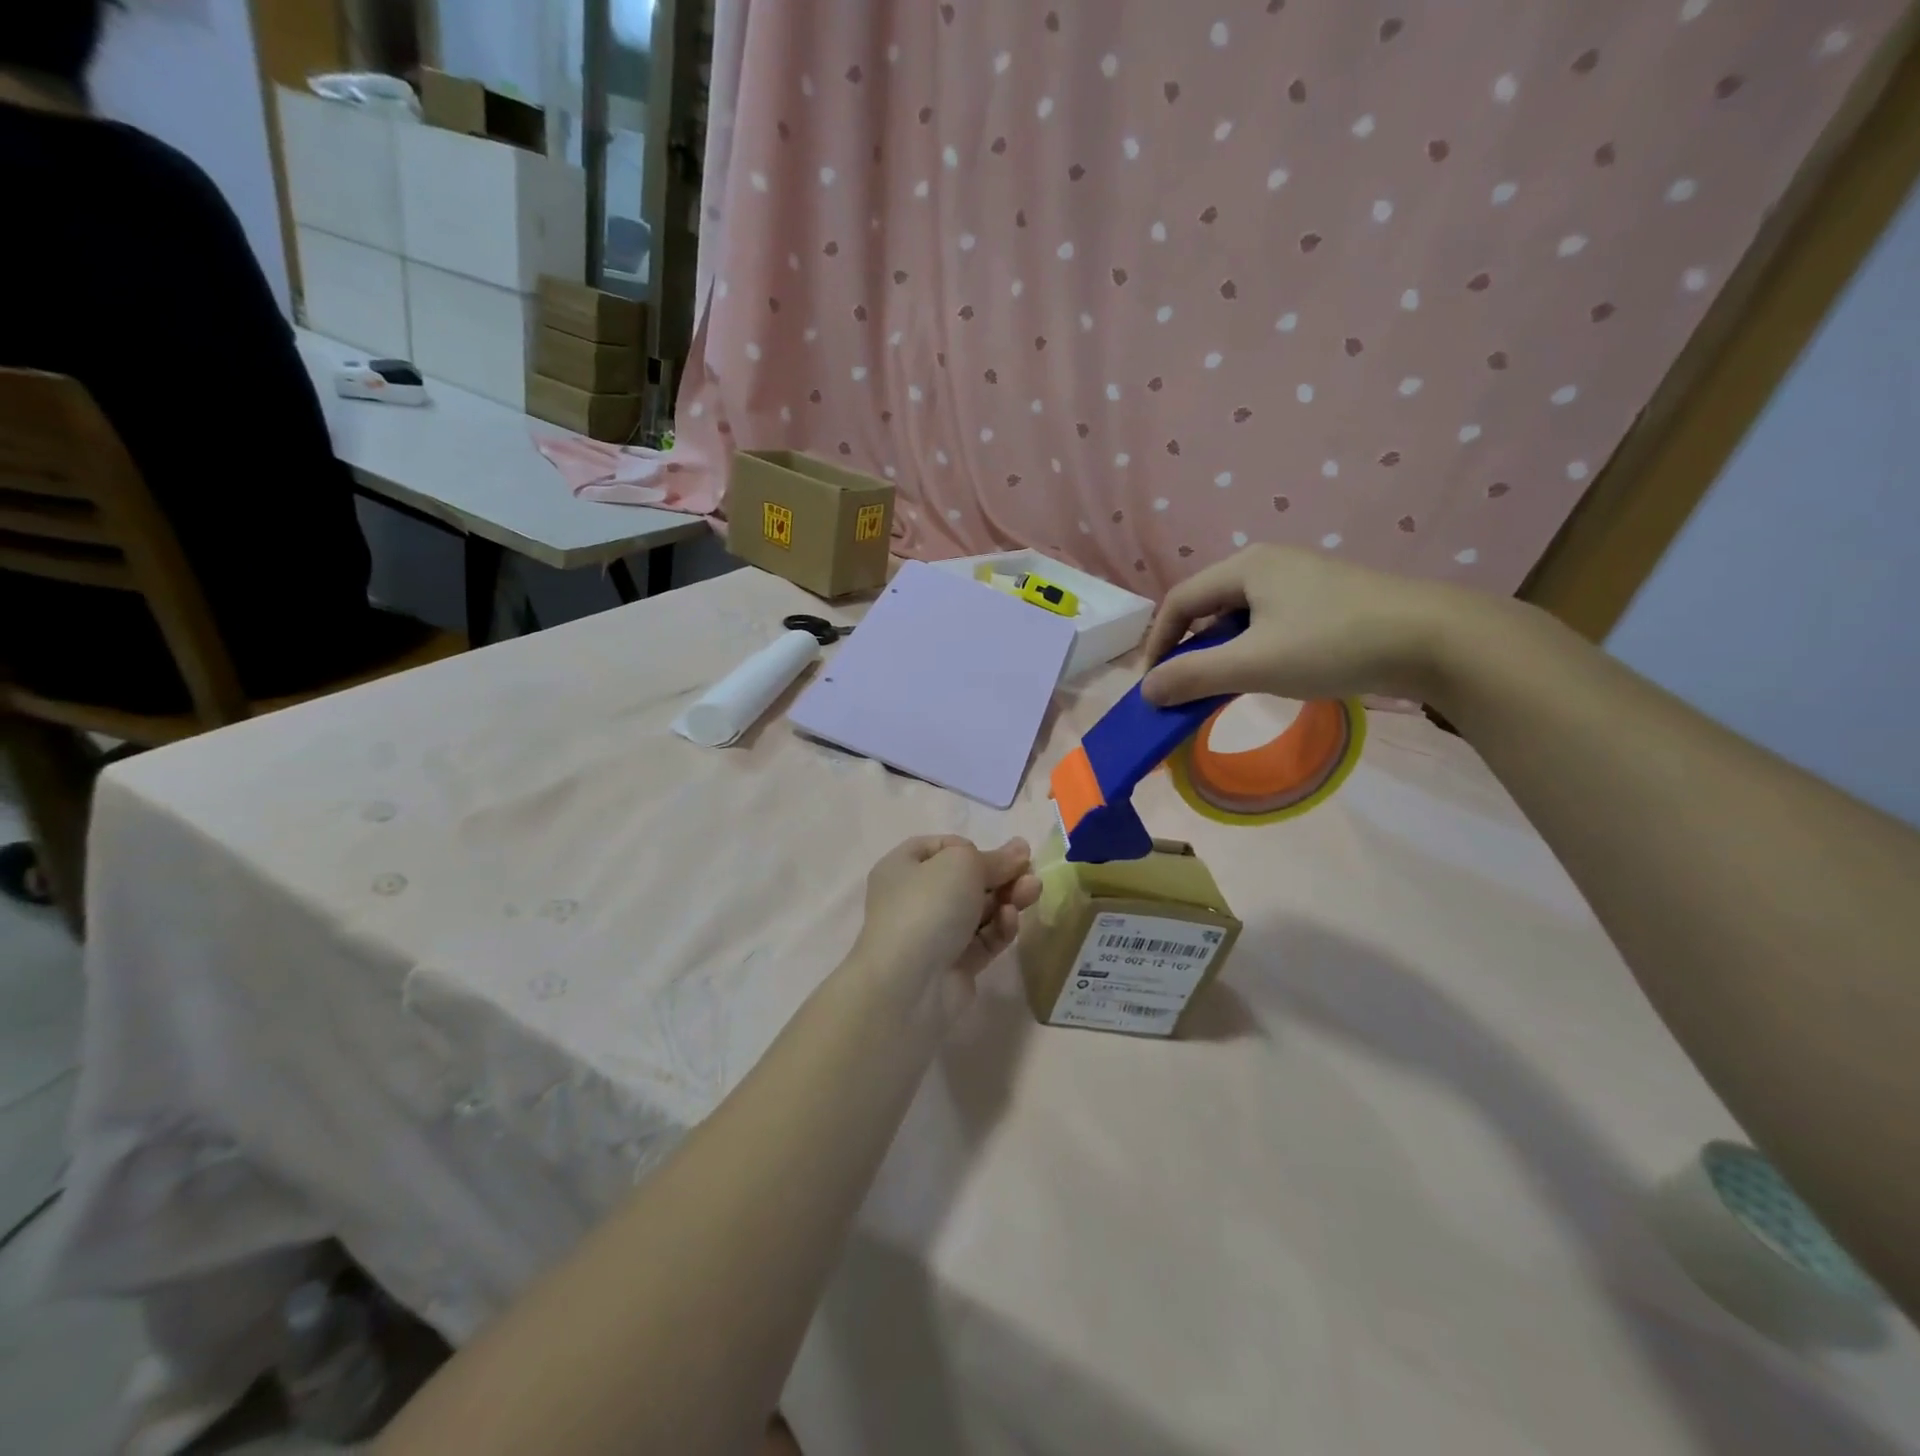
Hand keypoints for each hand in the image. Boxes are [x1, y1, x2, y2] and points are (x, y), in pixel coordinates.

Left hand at [852, 836, 1040, 986]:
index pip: (941, 849)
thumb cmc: (927, 906)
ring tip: (1033, 890)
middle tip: (1031, 872)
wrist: (908, 985)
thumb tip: (1020, 849)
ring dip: (1007, 898)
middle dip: (1000, 874)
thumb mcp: (962, 864)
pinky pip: (982, 940)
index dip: (971, 848)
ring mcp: (934, 935)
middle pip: (966, 880)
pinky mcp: (954, 965)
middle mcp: (915, 899)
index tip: (997, 854)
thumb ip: (995, 858)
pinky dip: (999, 927)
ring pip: (978, 910)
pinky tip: (1010, 919)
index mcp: (903, 868)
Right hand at [1140, 544, 1468, 706]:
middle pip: (1208, 606)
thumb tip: (1146, 690)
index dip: (1157, 643)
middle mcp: (1269, 564)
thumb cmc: (1333, 644)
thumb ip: (1193, 676)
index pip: (1179, 601)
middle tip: (1184, 688)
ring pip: (1240, 617)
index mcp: (1245, 567)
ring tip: (1221, 686)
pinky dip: (1252, 650)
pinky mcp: (1327, 600)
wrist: (1437, 640)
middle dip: (1188, 648)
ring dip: (1221, 652)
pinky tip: (1265, 674)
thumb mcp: (1253, 664)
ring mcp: (1302, 580)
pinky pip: (1269, 623)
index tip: (1152, 685)